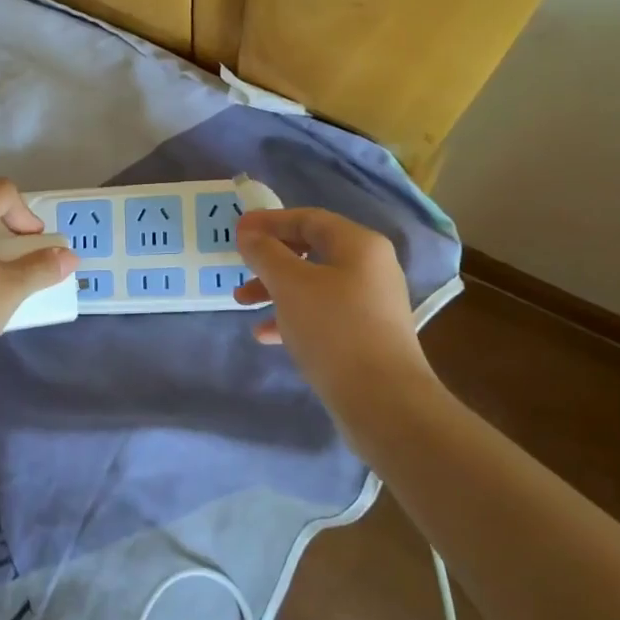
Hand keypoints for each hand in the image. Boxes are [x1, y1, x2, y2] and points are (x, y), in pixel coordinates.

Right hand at [234, 208, 434, 408]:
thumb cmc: (334, 329)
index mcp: (359, 245)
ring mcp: (370, 304)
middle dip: (270, 258)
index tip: (237, 230)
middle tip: (239, 266)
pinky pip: (321, 314)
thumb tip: (249, 232)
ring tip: (241, 303)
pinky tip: (265, 334)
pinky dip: (292, 317)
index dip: (270, 221)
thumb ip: (265, 253)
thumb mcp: (290, 284)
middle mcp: (370, 268)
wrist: (383, 401)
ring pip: (313, 285)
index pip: (309, 218)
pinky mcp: (365, 336)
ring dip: (275, 289)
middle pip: (311, 250)